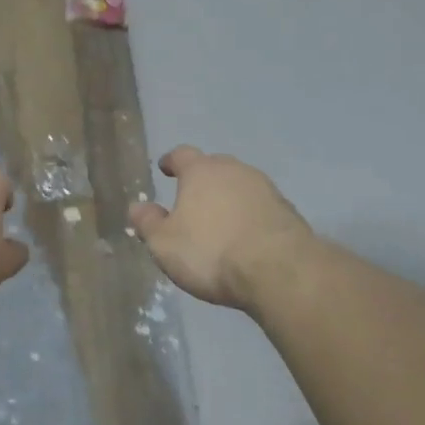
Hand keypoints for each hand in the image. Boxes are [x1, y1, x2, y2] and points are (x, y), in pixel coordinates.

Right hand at [129, 147, 311, 309]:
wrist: (278, 269)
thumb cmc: (211, 252)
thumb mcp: (165, 244)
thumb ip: (149, 223)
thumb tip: (137, 206)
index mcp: (201, 171)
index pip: (182, 154)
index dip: (171, 161)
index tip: (165, 168)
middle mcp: (235, 170)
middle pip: (215, 167)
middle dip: (203, 180)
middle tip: (192, 199)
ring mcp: (265, 188)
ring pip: (240, 186)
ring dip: (229, 198)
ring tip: (220, 221)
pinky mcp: (287, 210)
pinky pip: (260, 207)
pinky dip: (250, 216)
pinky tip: (246, 236)